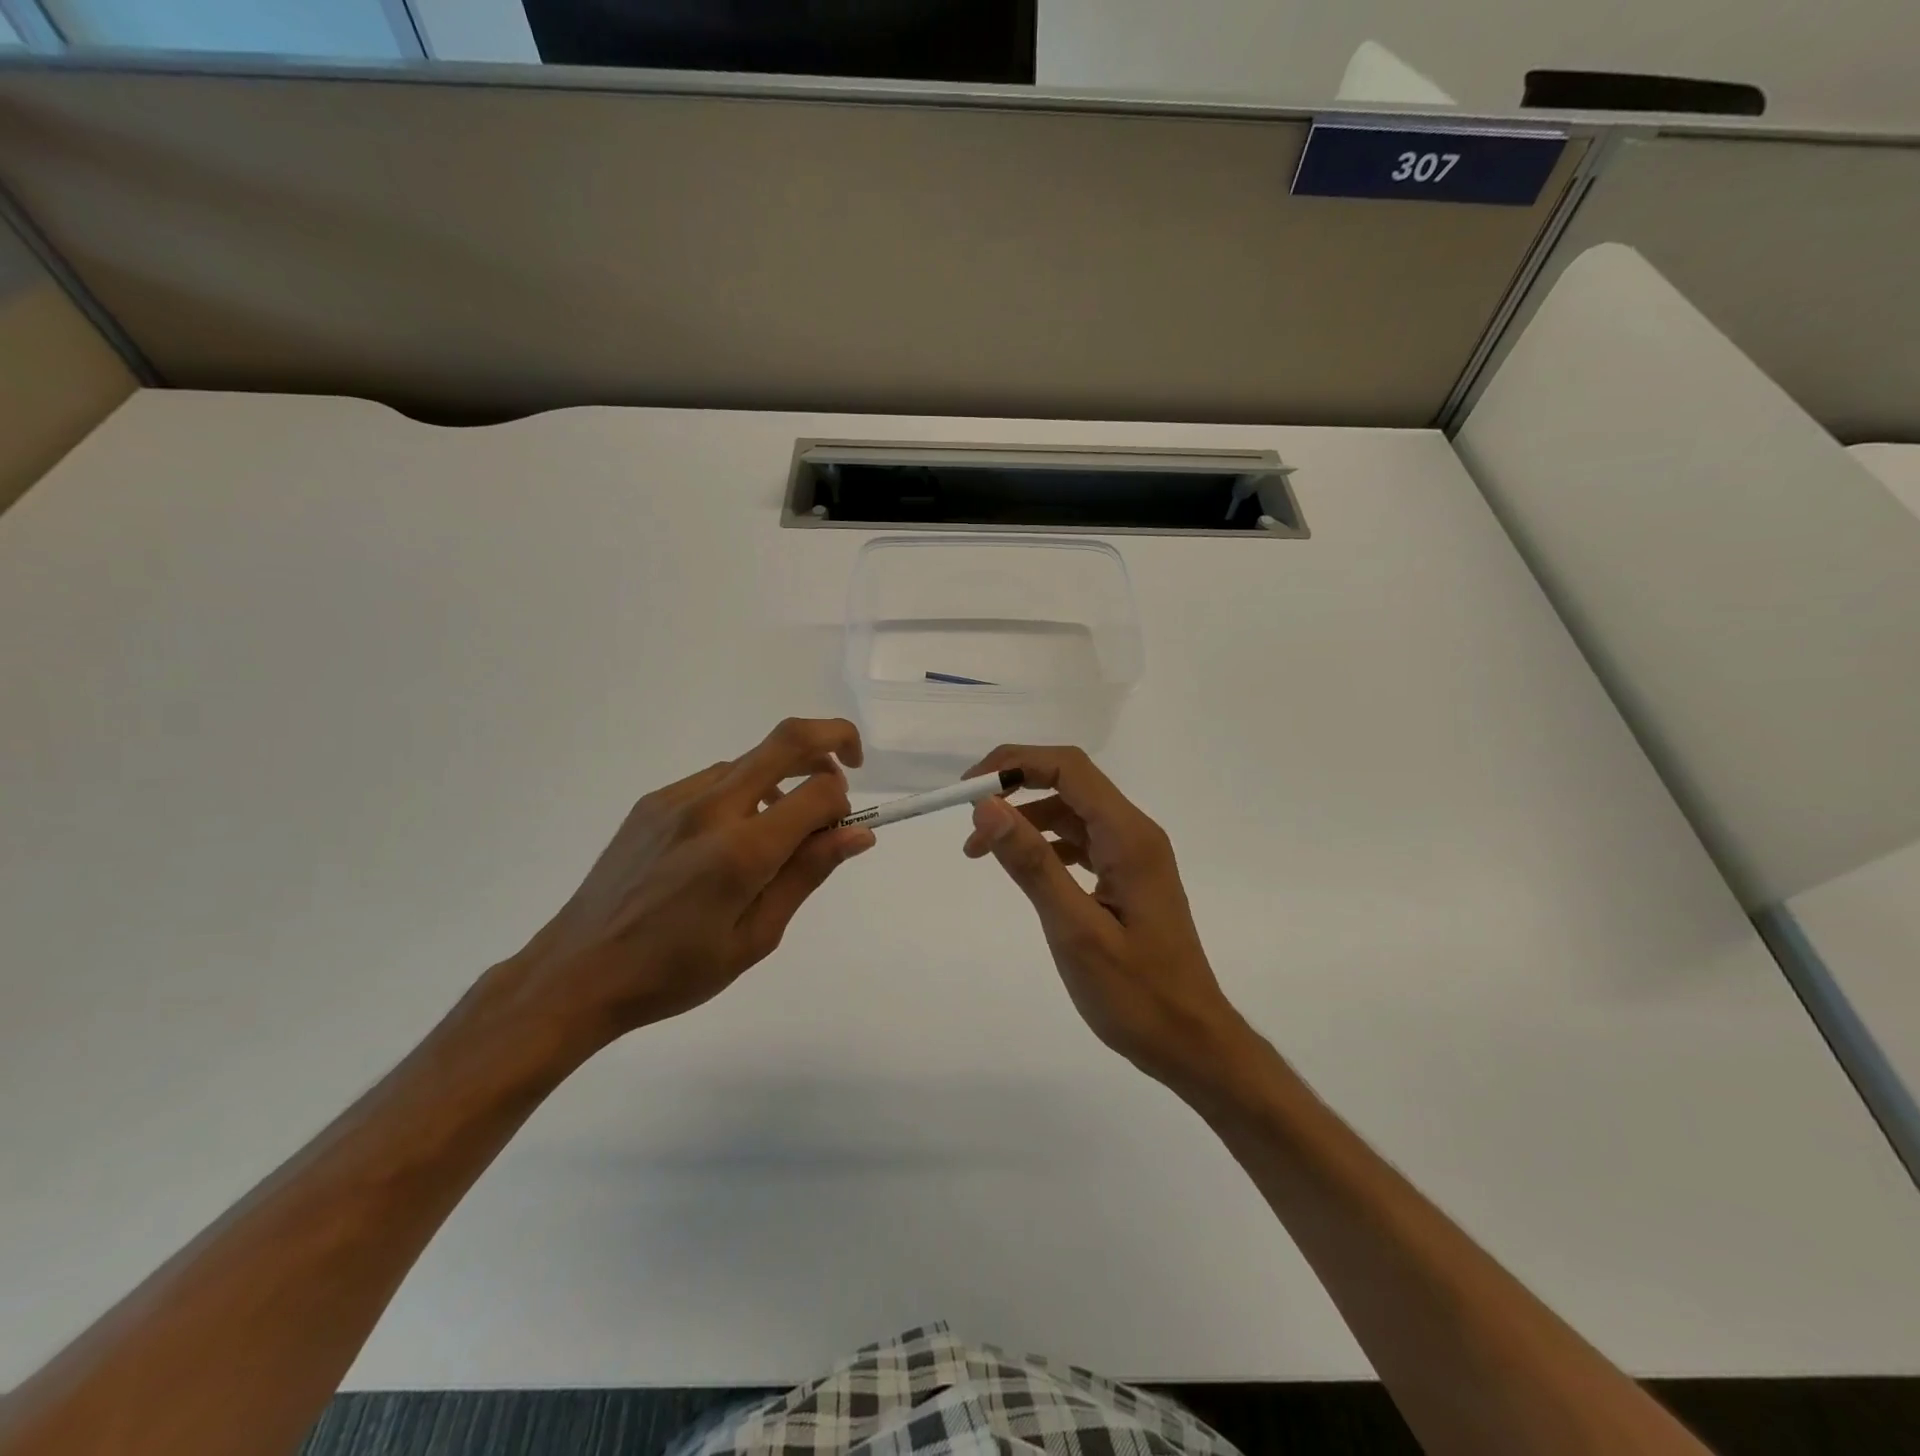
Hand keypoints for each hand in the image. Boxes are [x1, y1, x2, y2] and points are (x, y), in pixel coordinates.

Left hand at [502, 718, 873, 1052]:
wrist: (578, 973)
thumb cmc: (676, 971)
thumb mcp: (756, 936)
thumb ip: (807, 874)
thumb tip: (858, 834)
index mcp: (742, 851)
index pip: (818, 791)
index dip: (843, 802)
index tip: (843, 830)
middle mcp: (711, 808)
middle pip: (786, 741)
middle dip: (832, 740)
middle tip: (850, 768)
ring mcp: (676, 798)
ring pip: (750, 759)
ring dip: (785, 774)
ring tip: (783, 826)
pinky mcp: (652, 802)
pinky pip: (715, 779)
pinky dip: (744, 791)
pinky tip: (732, 836)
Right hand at [962, 745, 1246, 1087]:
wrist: (1191, 1042)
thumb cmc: (1136, 994)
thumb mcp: (1075, 930)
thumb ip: (1032, 864)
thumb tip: (987, 806)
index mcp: (1129, 836)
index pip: (1069, 768)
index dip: (1015, 764)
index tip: (969, 788)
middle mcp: (1134, 833)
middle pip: (1070, 782)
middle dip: (1015, 788)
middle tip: (969, 818)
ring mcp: (1133, 855)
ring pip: (1072, 812)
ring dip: (1026, 819)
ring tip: (980, 850)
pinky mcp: (1127, 877)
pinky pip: (1080, 841)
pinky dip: (1045, 844)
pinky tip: (1023, 868)